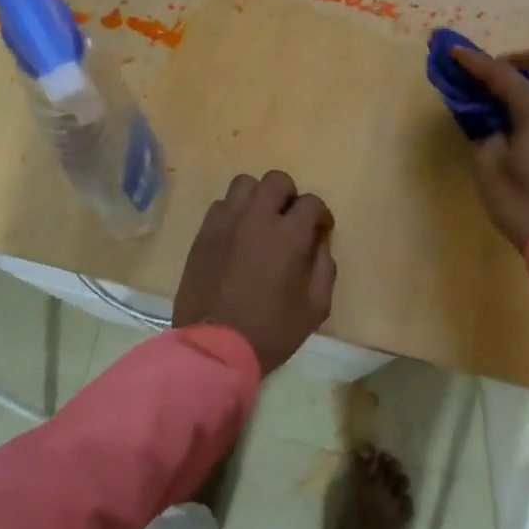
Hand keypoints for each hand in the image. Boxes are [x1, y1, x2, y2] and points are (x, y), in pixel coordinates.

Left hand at [173, 169, 336, 376]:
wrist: (214, 348)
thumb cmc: (271, 331)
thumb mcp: (315, 307)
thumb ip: (324, 268)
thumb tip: (319, 243)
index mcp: (288, 235)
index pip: (311, 202)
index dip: (321, 215)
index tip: (320, 232)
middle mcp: (256, 218)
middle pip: (276, 180)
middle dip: (289, 196)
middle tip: (289, 221)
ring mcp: (225, 223)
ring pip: (244, 185)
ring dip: (258, 199)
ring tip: (260, 223)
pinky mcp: (203, 234)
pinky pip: (220, 205)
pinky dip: (234, 213)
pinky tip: (237, 237)